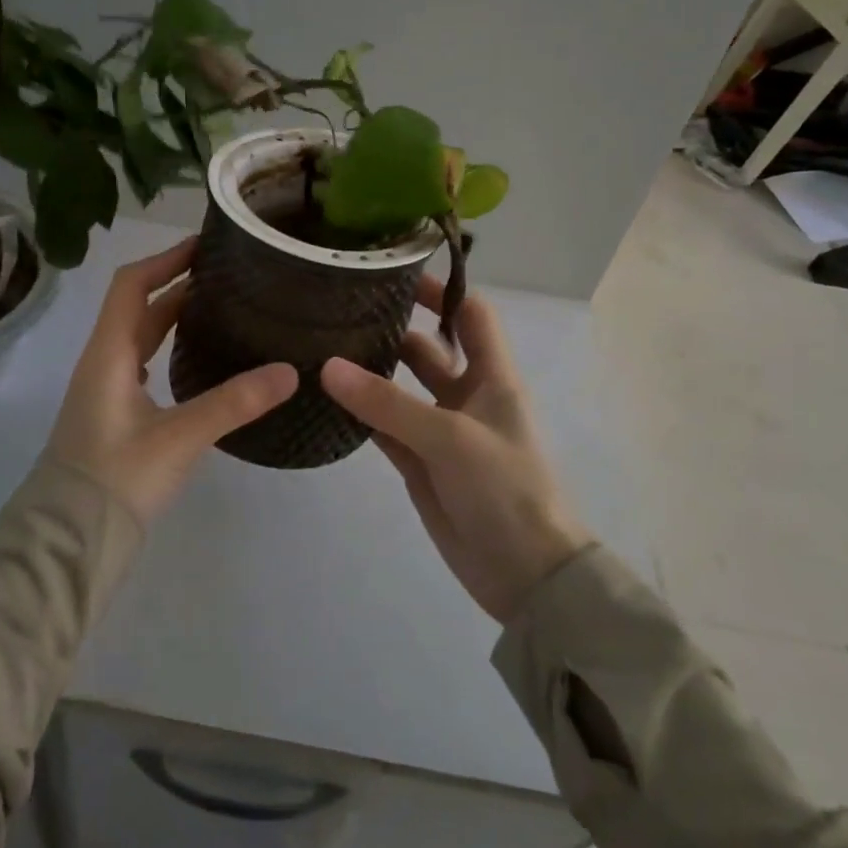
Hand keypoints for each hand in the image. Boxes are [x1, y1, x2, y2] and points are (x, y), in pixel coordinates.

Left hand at [47, 238, 296, 525]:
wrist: (69, 541)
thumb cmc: (116, 481)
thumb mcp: (179, 439)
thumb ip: (233, 403)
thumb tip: (289, 371)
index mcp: (109, 354)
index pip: (132, 285)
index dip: (165, 260)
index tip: (205, 246)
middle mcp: (103, 362)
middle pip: (138, 306)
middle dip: (177, 283)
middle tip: (226, 274)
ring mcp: (105, 388)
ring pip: (140, 335)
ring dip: (172, 314)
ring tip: (219, 306)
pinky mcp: (113, 413)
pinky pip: (141, 361)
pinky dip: (167, 345)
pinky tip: (195, 357)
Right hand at [320, 277, 589, 623]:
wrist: (524, 574)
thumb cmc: (504, 489)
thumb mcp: (449, 438)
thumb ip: (387, 402)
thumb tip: (328, 366)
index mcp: (492, 377)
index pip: (471, 315)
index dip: (440, 291)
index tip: (394, 273)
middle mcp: (467, 395)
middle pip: (427, 348)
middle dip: (393, 328)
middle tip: (339, 310)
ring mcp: (441, 430)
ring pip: (401, 388)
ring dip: (371, 372)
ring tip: (323, 347)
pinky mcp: (420, 462)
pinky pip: (386, 427)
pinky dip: (362, 414)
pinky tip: (328, 399)